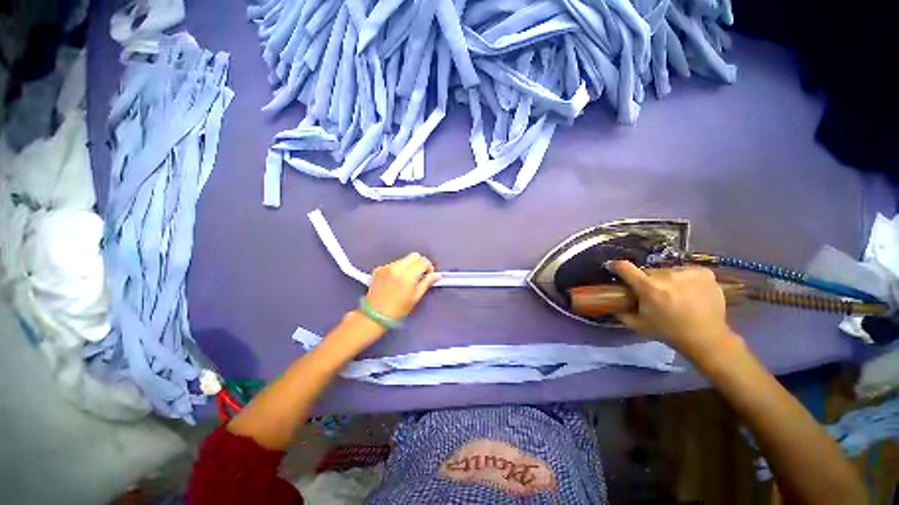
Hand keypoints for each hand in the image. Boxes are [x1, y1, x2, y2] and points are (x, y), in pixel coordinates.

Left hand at [364, 253, 440, 319]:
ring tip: (406, 279)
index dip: (428, 267)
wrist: (374, 315)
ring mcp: (386, 267)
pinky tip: (395, 280)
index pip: (423, 261)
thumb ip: (427, 283)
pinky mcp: (379, 269)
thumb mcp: (416, 297)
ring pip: (403, 259)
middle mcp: (397, 268)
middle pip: (414, 255)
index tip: (428, 275)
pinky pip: (393, 264)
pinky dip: (398, 269)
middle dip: (419, 263)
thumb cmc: (398, 309)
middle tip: (419, 274)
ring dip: (408, 265)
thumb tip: (437, 275)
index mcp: (408, 275)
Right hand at [609, 261, 740, 359]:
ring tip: (673, 293)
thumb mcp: (637, 324)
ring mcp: (688, 273)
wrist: (707, 338)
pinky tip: (688, 291)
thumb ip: (620, 311)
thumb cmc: (668, 332)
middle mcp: (667, 276)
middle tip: (652, 293)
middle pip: (648, 271)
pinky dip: (683, 279)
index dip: (616, 266)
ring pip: (667, 271)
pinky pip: (685, 271)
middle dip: (647, 280)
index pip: (625, 267)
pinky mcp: (704, 273)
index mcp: (649, 288)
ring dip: (666, 279)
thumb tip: (610, 301)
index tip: (613, 267)